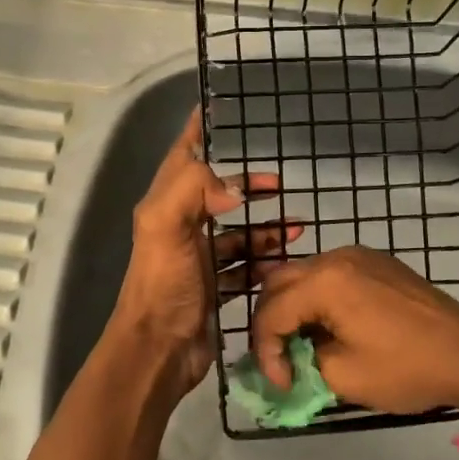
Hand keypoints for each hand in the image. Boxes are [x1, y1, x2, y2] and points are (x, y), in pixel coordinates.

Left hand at [109, 107, 297, 401]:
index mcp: (165, 206)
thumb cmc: (163, 285)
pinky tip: (287, 260)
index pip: (182, 156)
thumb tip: (234, 186)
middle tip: (278, 183)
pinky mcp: (215, 288)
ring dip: (265, 227)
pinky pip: (245, 266)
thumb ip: (194, 189)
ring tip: (298, 225)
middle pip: (216, 194)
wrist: (160, 351)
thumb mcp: (167, 226)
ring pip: (236, 232)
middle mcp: (181, 227)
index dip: (198, 131)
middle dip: (246, 185)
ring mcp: (199, 259)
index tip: (221, 108)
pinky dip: (265, 260)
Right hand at [249, 246, 458, 414]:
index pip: (270, 311)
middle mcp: (337, 257)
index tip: (281, 383)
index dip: (265, 350)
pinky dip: (317, 298)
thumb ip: (304, 362)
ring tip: (301, 344)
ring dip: (293, 308)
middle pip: (279, 283)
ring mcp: (360, 255)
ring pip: (304, 275)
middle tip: (278, 359)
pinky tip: (329, 326)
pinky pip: (331, 274)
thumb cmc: (406, 367)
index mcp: (325, 281)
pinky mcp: (379, 263)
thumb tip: (293, 358)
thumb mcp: (344, 376)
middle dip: (270, 323)